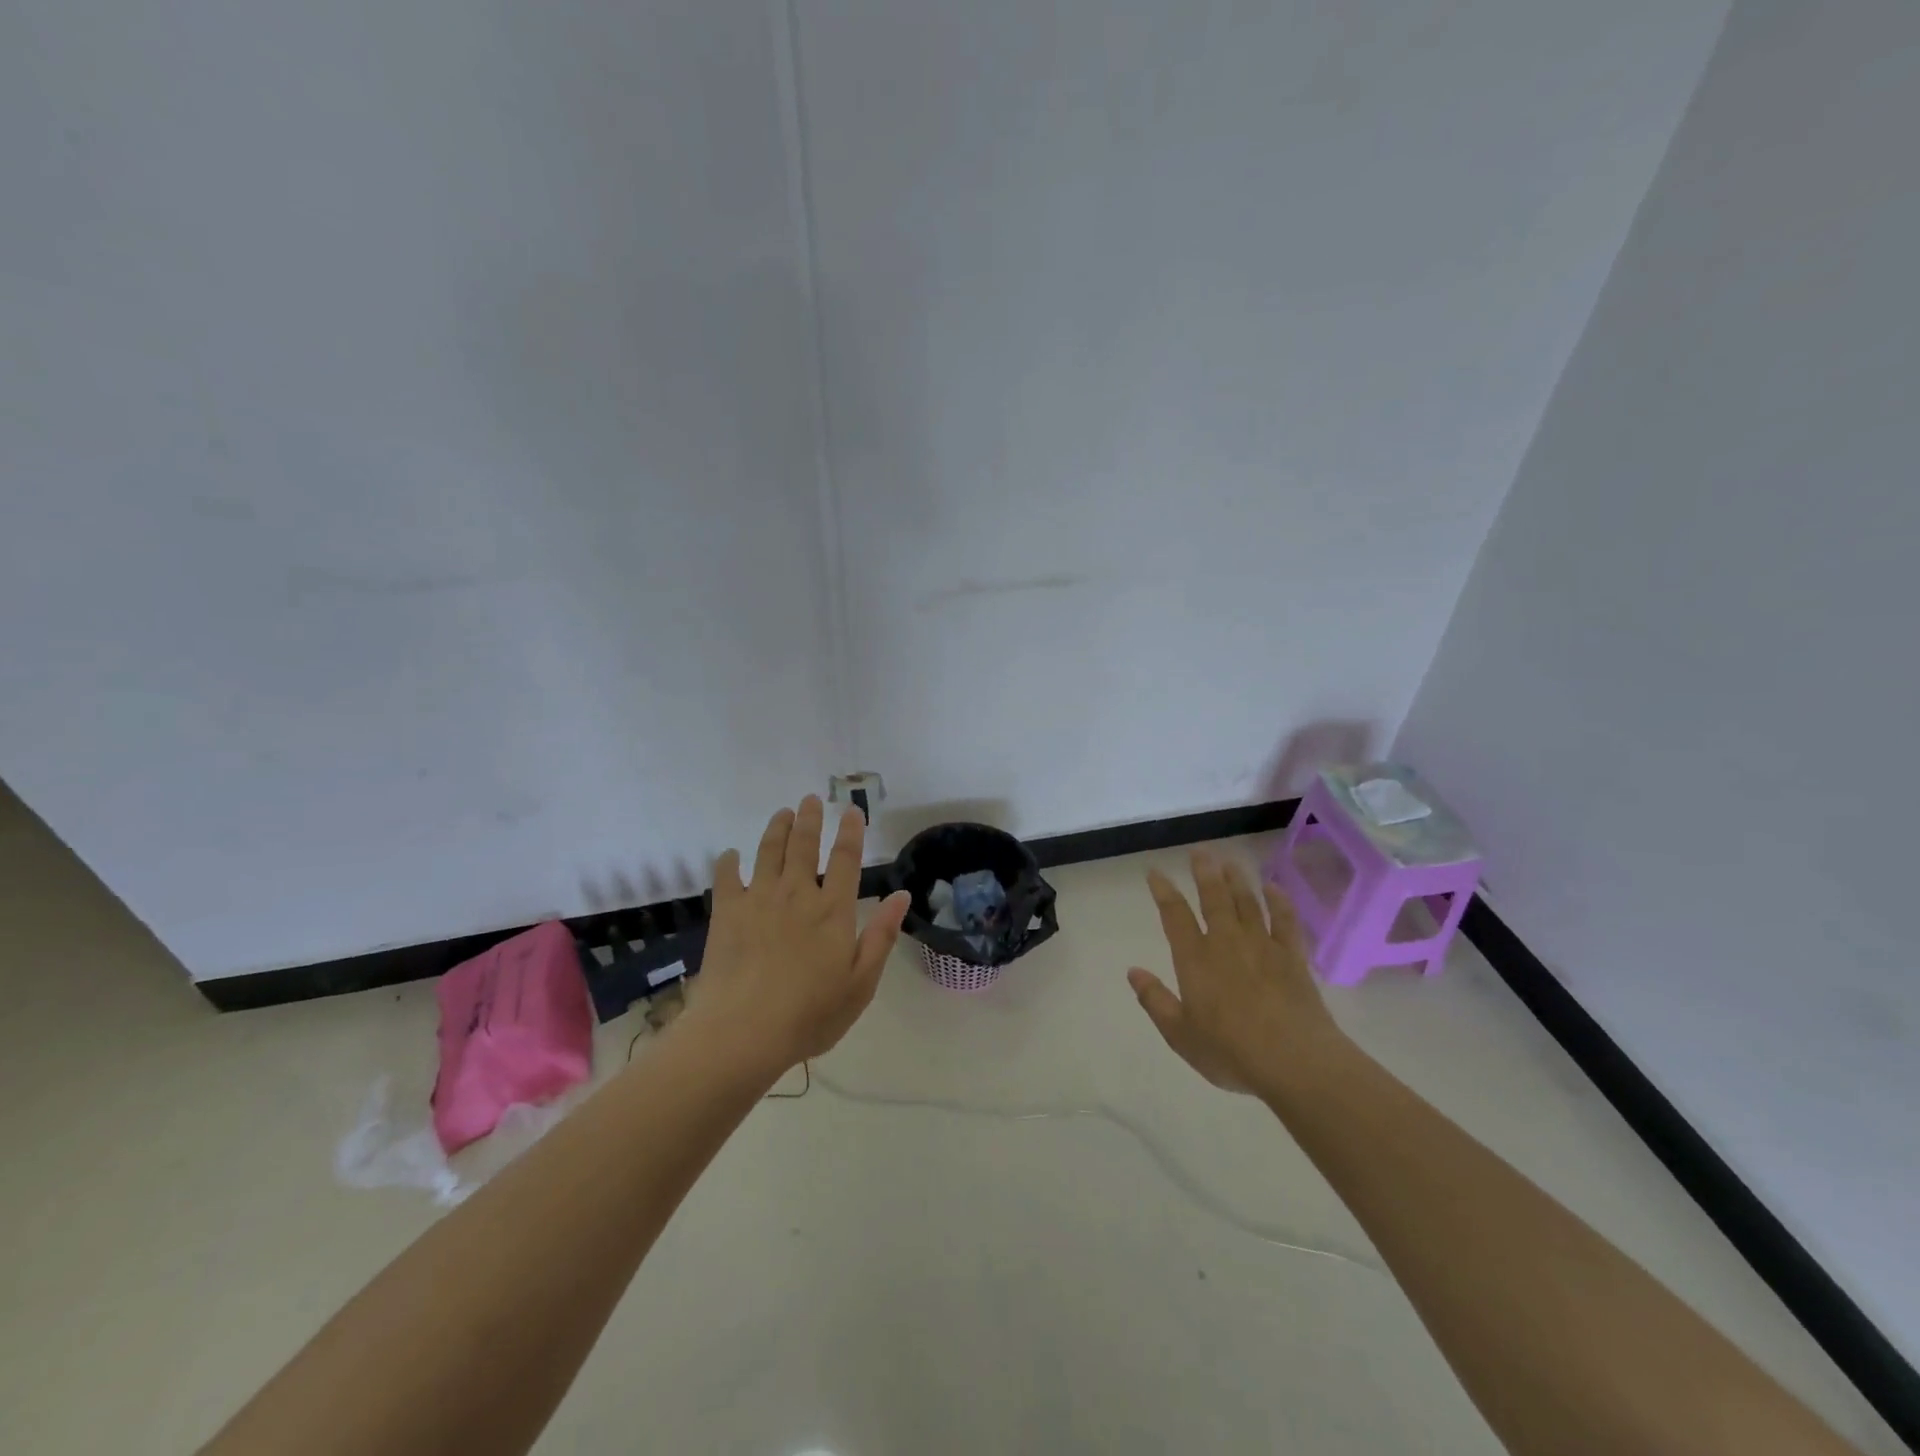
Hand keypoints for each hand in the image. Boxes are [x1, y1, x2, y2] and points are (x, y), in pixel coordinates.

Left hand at [687, 796, 910, 1072]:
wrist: (743, 1031)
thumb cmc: (810, 1014)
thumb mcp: (861, 983)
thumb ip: (881, 935)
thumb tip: (901, 895)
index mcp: (833, 910)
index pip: (846, 859)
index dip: (850, 832)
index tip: (851, 810)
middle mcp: (797, 894)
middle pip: (804, 845)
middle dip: (810, 818)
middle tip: (811, 799)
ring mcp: (759, 899)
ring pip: (769, 851)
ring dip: (777, 828)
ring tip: (782, 813)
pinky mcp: (727, 913)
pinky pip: (727, 877)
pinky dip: (729, 862)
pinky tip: (731, 855)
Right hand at [1127, 851, 1350, 1096]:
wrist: (1295, 1062)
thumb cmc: (1231, 1051)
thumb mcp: (1180, 1035)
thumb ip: (1155, 1001)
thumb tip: (1133, 972)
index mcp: (1195, 959)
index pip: (1175, 915)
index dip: (1163, 891)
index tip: (1155, 872)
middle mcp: (1227, 943)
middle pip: (1214, 898)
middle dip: (1204, 872)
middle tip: (1200, 851)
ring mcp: (1262, 946)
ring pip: (1247, 902)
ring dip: (1237, 880)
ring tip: (1229, 861)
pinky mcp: (1293, 957)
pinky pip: (1285, 921)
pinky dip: (1279, 902)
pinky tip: (1274, 889)